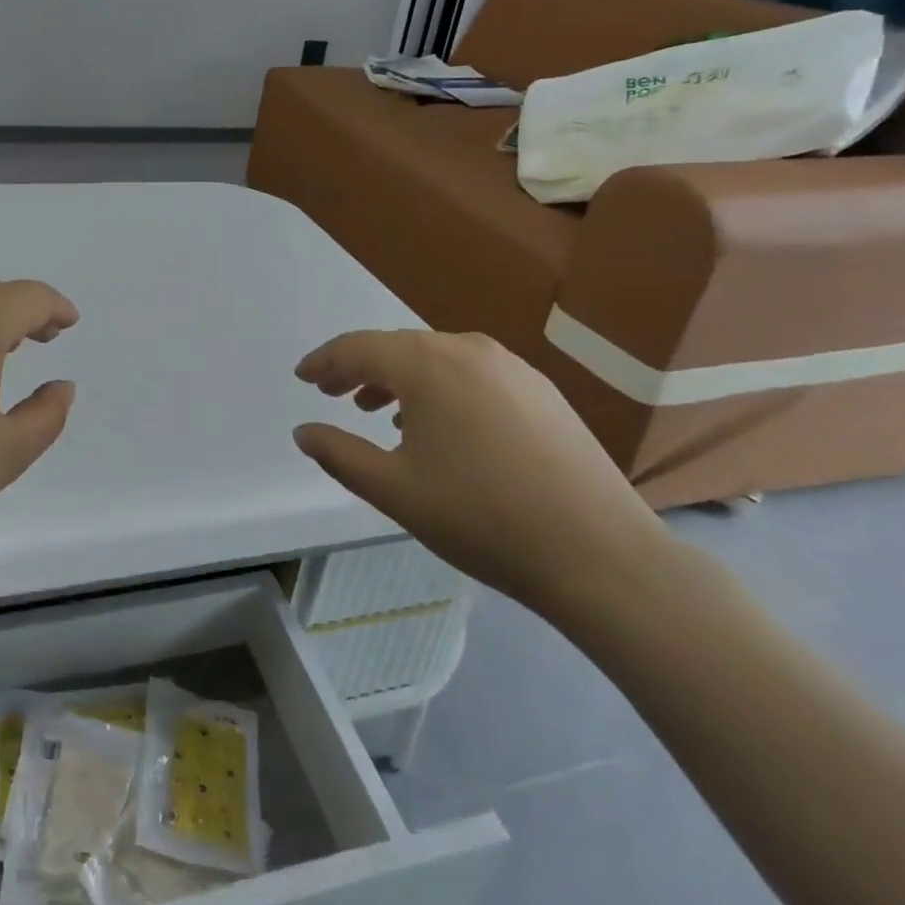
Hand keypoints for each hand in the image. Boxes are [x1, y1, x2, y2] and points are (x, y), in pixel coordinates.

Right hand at [292, 330, 668, 616]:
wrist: (603, 557)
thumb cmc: (483, 519)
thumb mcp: (395, 490)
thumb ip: (339, 454)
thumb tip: (304, 432)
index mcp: (429, 365)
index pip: (359, 347)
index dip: (324, 361)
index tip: (302, 377)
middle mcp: (469, 350)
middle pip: (397, 347)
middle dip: (359, 368)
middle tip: (332, 394)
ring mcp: (512, 368)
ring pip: (436, 358)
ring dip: (399, 378)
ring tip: (377, 410)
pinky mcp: (541, 391)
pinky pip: (471, 373)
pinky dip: (439, 388)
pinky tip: (438, 424)